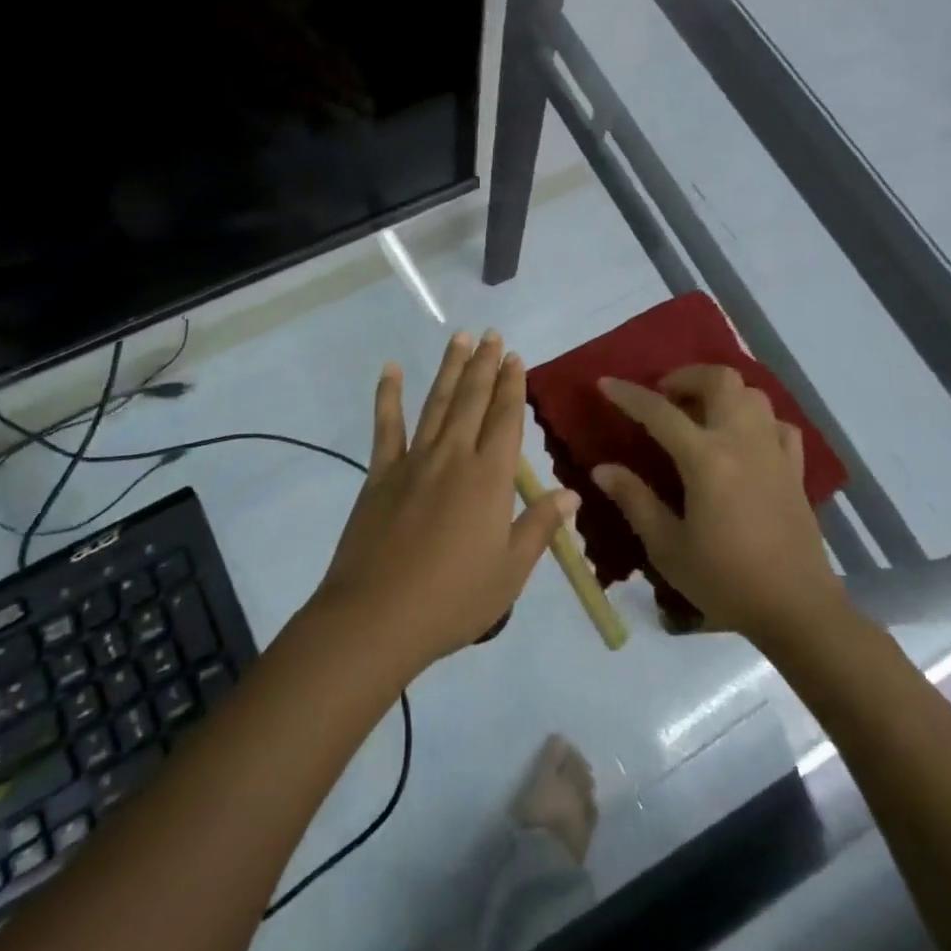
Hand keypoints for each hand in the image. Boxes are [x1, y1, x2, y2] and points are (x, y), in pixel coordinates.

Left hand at [316, 331, 578, 673]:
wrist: (378, 617)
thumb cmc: (454, 599)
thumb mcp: (510, 571)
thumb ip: (540, 526)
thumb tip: (572, 493)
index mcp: (490, 477)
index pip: (506, 419)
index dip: (513, 386)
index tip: (515, 357)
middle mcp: (454, 456)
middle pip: (473, 400)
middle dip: (485, 365)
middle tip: (492, 334)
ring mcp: (414, 461)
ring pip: (437, 403)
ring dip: (450, 369)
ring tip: (459, 338)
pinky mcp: (381, 473)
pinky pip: (386, 426)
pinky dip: (388, 395)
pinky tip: (391, 369)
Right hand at [595, 366, 846, 645]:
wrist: (797, 609)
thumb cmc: (725, 579)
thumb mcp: (668, 547)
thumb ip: (635, 500)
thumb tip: (602, 469)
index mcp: (706, 459)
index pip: (660, 411)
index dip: (629, 395)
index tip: (605, 383)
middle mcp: (742, 442)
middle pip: (720, 380)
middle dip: (686, 377)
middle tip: (665, 397)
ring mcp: (773, 452)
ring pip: (752, 394)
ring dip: (722, 393)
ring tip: (700, 415)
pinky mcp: (795, 469)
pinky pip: (778, 425)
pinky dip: (756, 420)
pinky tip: (742, 441)